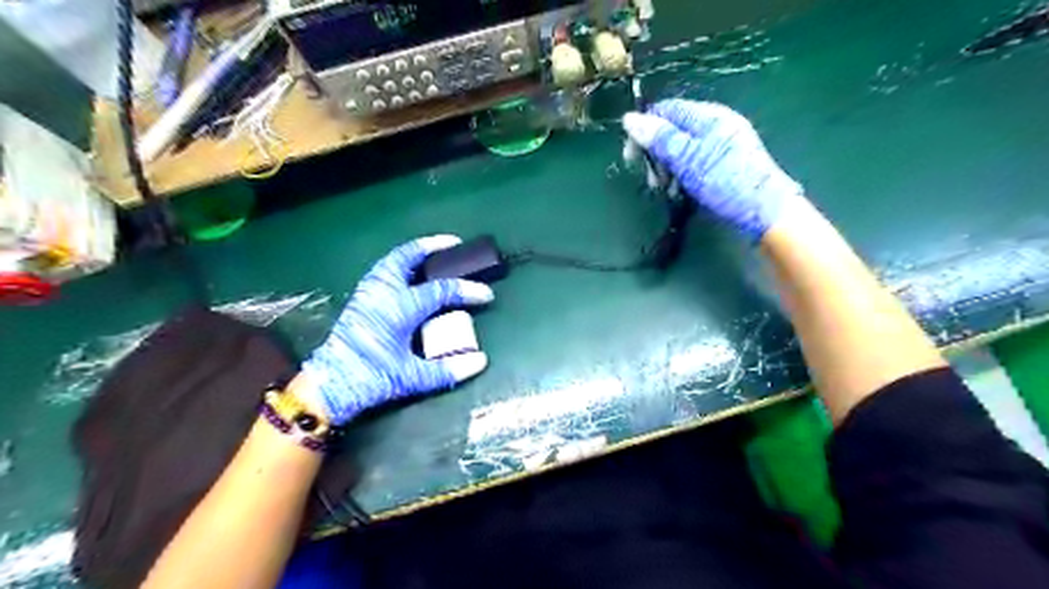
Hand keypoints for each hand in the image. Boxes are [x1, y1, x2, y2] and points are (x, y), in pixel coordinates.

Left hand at [294, 234, 491, 423]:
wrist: (328, 387)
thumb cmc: (370, 379)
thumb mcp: (411, 378)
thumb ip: (447, 370)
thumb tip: (481, 361)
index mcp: (398, 308)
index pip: (440, 291)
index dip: (467, 291)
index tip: (487, 295)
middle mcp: (382, 293)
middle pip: (407, 257)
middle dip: (432, 246)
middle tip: (454, 243)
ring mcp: (368, 294)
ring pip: (391, 261)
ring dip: (414, 253)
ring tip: (432, 253)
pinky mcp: (360, 300)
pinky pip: (382, 271)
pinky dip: (399, 264)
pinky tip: (409, 273)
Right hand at [622, 99, 805, 238]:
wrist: (766, 211)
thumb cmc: (727, 183)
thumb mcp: (689, 160)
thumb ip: (660, 139)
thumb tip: (629, 118)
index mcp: (709, 116)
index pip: (666, 110)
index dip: (644, 129)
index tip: (631, 157)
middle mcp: (716, 124)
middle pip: (673, 130)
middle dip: (656, 154)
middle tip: (652, 180)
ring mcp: (722, 144)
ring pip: (682, 149)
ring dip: (668, 168)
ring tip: (666, 190)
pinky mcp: (725, 163)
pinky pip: (694, 161)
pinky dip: (682, 175)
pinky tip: (681, 191)